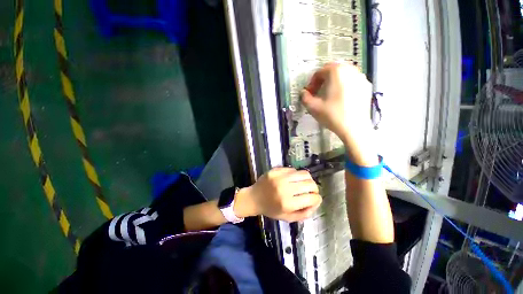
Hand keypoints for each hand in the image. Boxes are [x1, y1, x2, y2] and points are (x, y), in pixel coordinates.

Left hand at [235, 168, 321, 221]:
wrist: (254, 197)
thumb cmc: (270, 209)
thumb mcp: (287, 218)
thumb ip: (304, 214)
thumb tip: (316, 202)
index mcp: (287, 203)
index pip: (312, 198)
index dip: (317, 199)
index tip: (315, 199)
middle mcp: (284, 188)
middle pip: (310, 184)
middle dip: (314, 189)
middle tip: (311, 191)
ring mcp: (280, 177)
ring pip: (304, 174)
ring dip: (308, 179)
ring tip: (304, 183)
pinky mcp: (276, 170)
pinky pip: (293, 169)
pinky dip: (296, 175)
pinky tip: (293, 179)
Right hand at [301, 63, 376, 164]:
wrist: (354, 128)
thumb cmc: (332, 115)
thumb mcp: (313, 107)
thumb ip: (304, 97)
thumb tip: (303, 93)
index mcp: (336, 72)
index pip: (320, 72)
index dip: (312, 83)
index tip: (309, 94)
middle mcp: (351, 70)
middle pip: (333, 70)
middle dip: (323, 80)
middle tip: (318, 93)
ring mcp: (361, 77)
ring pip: (344, 74)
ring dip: (334, 82)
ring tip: (330, 95)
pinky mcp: (367, 87)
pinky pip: (353, 81)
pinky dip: (345, 85)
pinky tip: (342, 98)